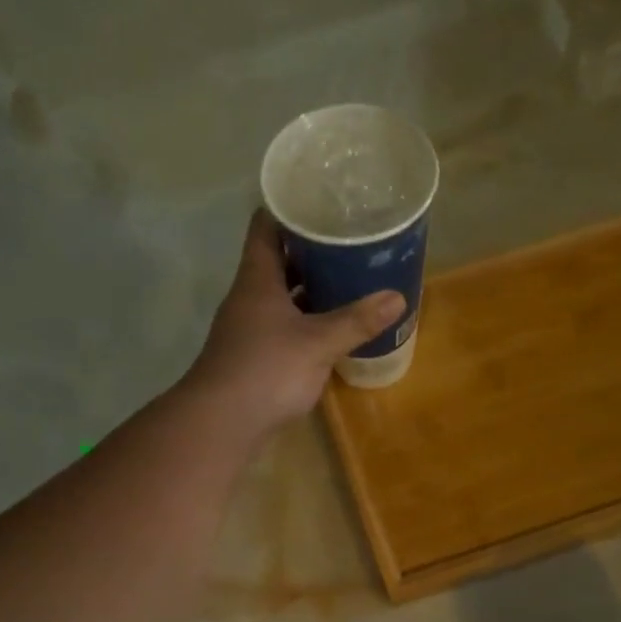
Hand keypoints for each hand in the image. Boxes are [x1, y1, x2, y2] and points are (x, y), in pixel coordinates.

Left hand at [185, 209, 405, 433]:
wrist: (222, 422)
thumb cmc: (267, 369)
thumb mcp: (318, 343)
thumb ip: (357, 321)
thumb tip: (398, 297)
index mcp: (258, 278)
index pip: (267, 226)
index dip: (291, 208)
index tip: (323, 200)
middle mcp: (249, 296)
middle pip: (278, 260)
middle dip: (311, 251)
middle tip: (349, 242)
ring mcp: (249, 327)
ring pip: (281, 296)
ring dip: (309, 288)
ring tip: (348, 279)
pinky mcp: (255, 355)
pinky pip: (284, 325)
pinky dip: (306, 321)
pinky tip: (331, 327)